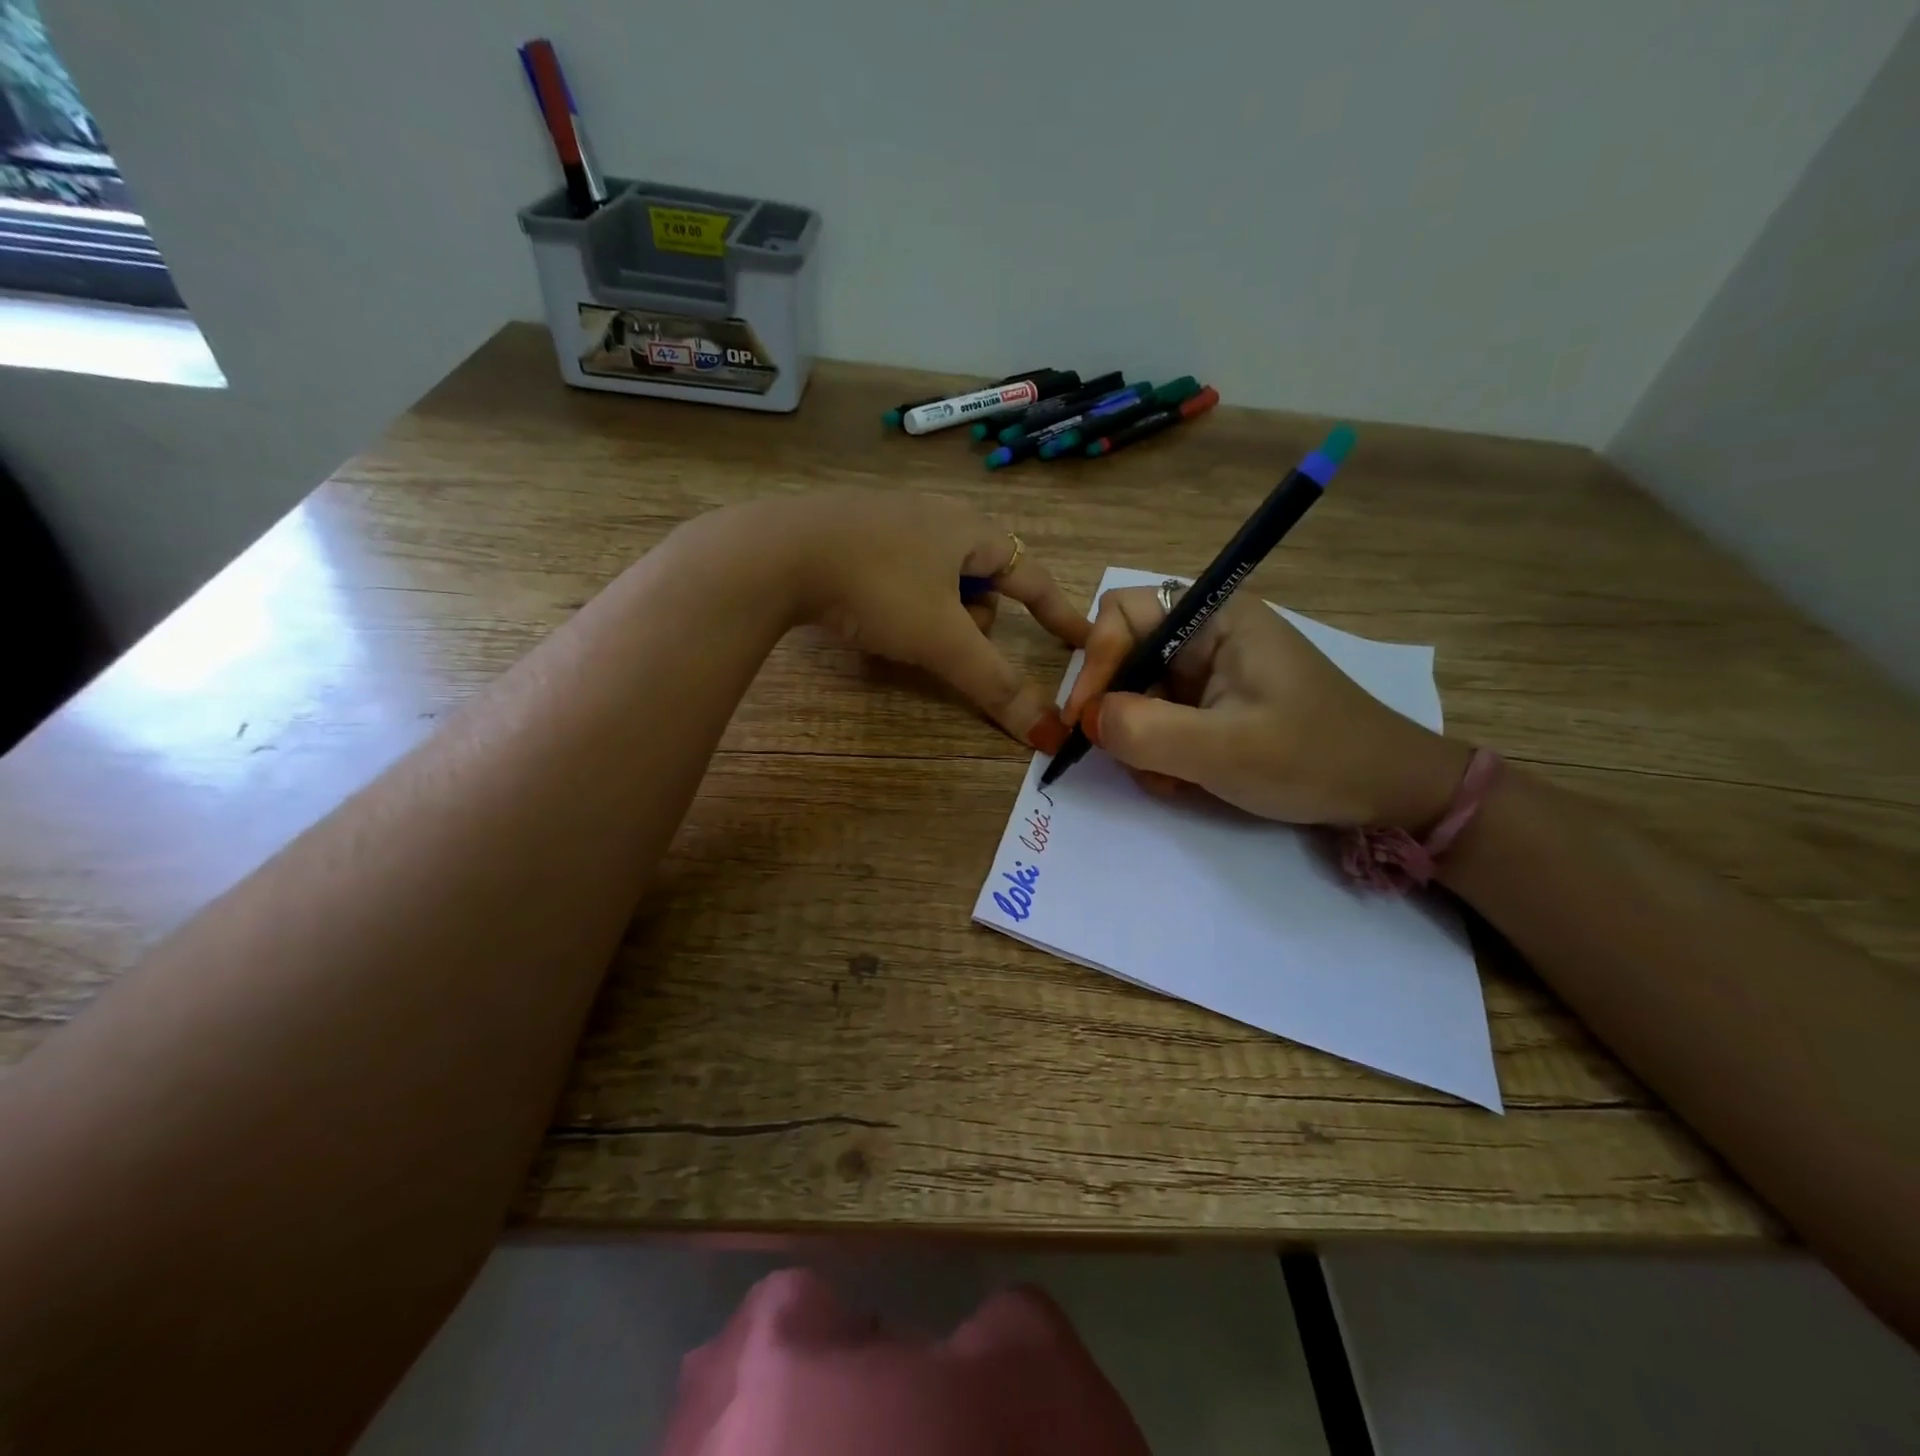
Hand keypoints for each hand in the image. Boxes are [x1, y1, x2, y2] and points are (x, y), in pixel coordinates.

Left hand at [745, 491, 1089, 746]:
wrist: (776, 553)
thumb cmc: (877, 586)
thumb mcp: (942, 640)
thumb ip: (996, 684)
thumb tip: (1048, 733)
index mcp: (971, 530)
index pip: (1033, 576)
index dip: (1060, 612)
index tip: (1082, 640)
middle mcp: (937, 515)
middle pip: (982, 583)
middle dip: (972, 621)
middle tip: (945, 643)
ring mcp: (890, 518)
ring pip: (938, 581)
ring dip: (933, 615)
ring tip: (898, 632)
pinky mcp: (851, 530)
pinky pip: (898, 572)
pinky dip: (898, 600)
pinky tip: (867, 613)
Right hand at [1061, 587, 1469, 826]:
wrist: (1388, 791)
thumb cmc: (1315, 758)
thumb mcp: (1224, 750)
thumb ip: (1145, 731)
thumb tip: (1087, 720)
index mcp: (1216, 617)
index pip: (1123, 614)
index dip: (1096, 662)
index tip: (1085, 720)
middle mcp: (1208, 633)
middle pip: (1126, 656)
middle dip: (1120, 710)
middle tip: (1128, 758)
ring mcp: (1211, 670)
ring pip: (1139, 693)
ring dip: (1141, 740)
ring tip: (1173, 778)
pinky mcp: (1215, 702)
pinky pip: (1162, 717)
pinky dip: (1161, 751)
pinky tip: (1187, 779)